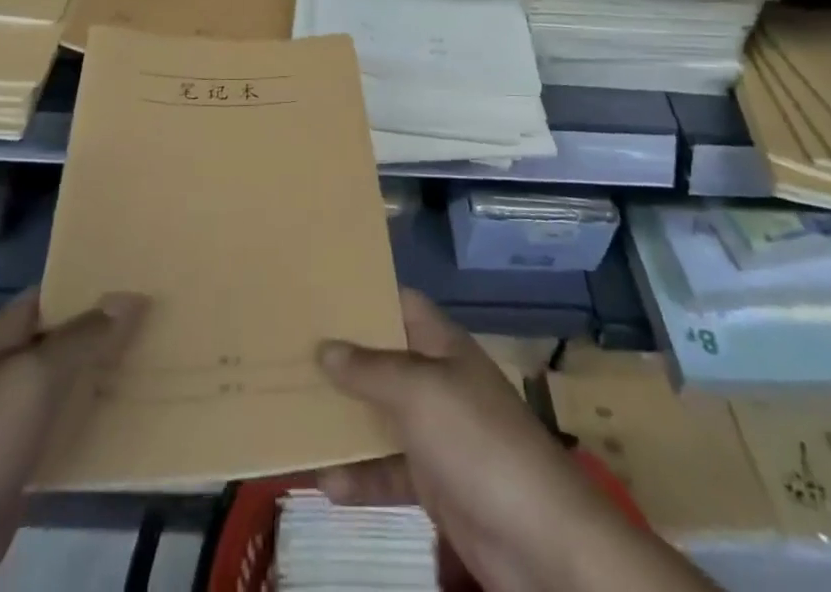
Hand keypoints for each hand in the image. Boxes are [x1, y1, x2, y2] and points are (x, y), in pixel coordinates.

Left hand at [0, 290, 147, 591]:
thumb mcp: (35, 377)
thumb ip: (84, 336)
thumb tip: (131, 295)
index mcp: (5, 334)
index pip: (57, 289)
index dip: (95, 279)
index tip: (143, 272)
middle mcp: (11, 365)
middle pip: (68, 334)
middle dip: (110, 326)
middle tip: (164, 314)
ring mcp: (16, 414)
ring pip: (72, 380)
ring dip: (107, 372)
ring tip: (161, 355)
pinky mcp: (25, 459)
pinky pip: (68, 424)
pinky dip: (97, 416)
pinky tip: (135, 413)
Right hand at [317, 291, 716, 591]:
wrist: (540, 539)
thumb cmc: (477, 441)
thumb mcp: (419, 394)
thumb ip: (370, 370)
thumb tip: (325, 347)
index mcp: (441, 344)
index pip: (400, 303)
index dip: (364, 294)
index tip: (318, 291)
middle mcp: (438, 380)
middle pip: (384, 359)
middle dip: (343, 358)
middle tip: (290, 352)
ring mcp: (438, 433)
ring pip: (381, 416)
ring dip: (344, 420)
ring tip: (294, 414)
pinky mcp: (436, 483)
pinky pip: (388, 470)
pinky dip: (360, 476)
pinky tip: (325, 483)